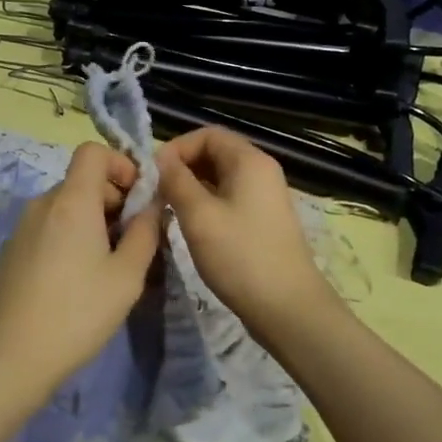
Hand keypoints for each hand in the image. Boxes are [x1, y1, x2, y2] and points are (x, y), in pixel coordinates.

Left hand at [0, 142, 162, 411]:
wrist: (11, 358)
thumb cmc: (78, 313)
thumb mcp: (127, 275)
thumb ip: (146, 231)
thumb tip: (153, 204)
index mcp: (71, 200)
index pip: (93, 151)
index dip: (121, 164)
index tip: (139, 198)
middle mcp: (43, 204)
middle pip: (82, 180)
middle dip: (114, 198)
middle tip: (134, 240)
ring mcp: (23, 227)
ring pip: (67, 205)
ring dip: (94, 219)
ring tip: (110, 263)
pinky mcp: (13, 250)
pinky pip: (50, 226)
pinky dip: (72, 235)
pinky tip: (80, 277)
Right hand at [158, 126, 336, 331]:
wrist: (287, 307)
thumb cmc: (240, 256)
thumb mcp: (198, 215)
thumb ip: (175, 181)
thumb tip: (160, 160)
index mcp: (249, 161)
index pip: (207, 134)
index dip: (177, 147)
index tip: (153, 174)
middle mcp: (261, 171)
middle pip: (214, 153)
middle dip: (182, 167)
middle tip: (157, 194)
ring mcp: (264, 197)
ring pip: (220, 178)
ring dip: (192, 187)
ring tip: (168, 210)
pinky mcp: (263, 220)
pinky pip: (229, 198)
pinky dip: (206, 203)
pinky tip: (191, 226)